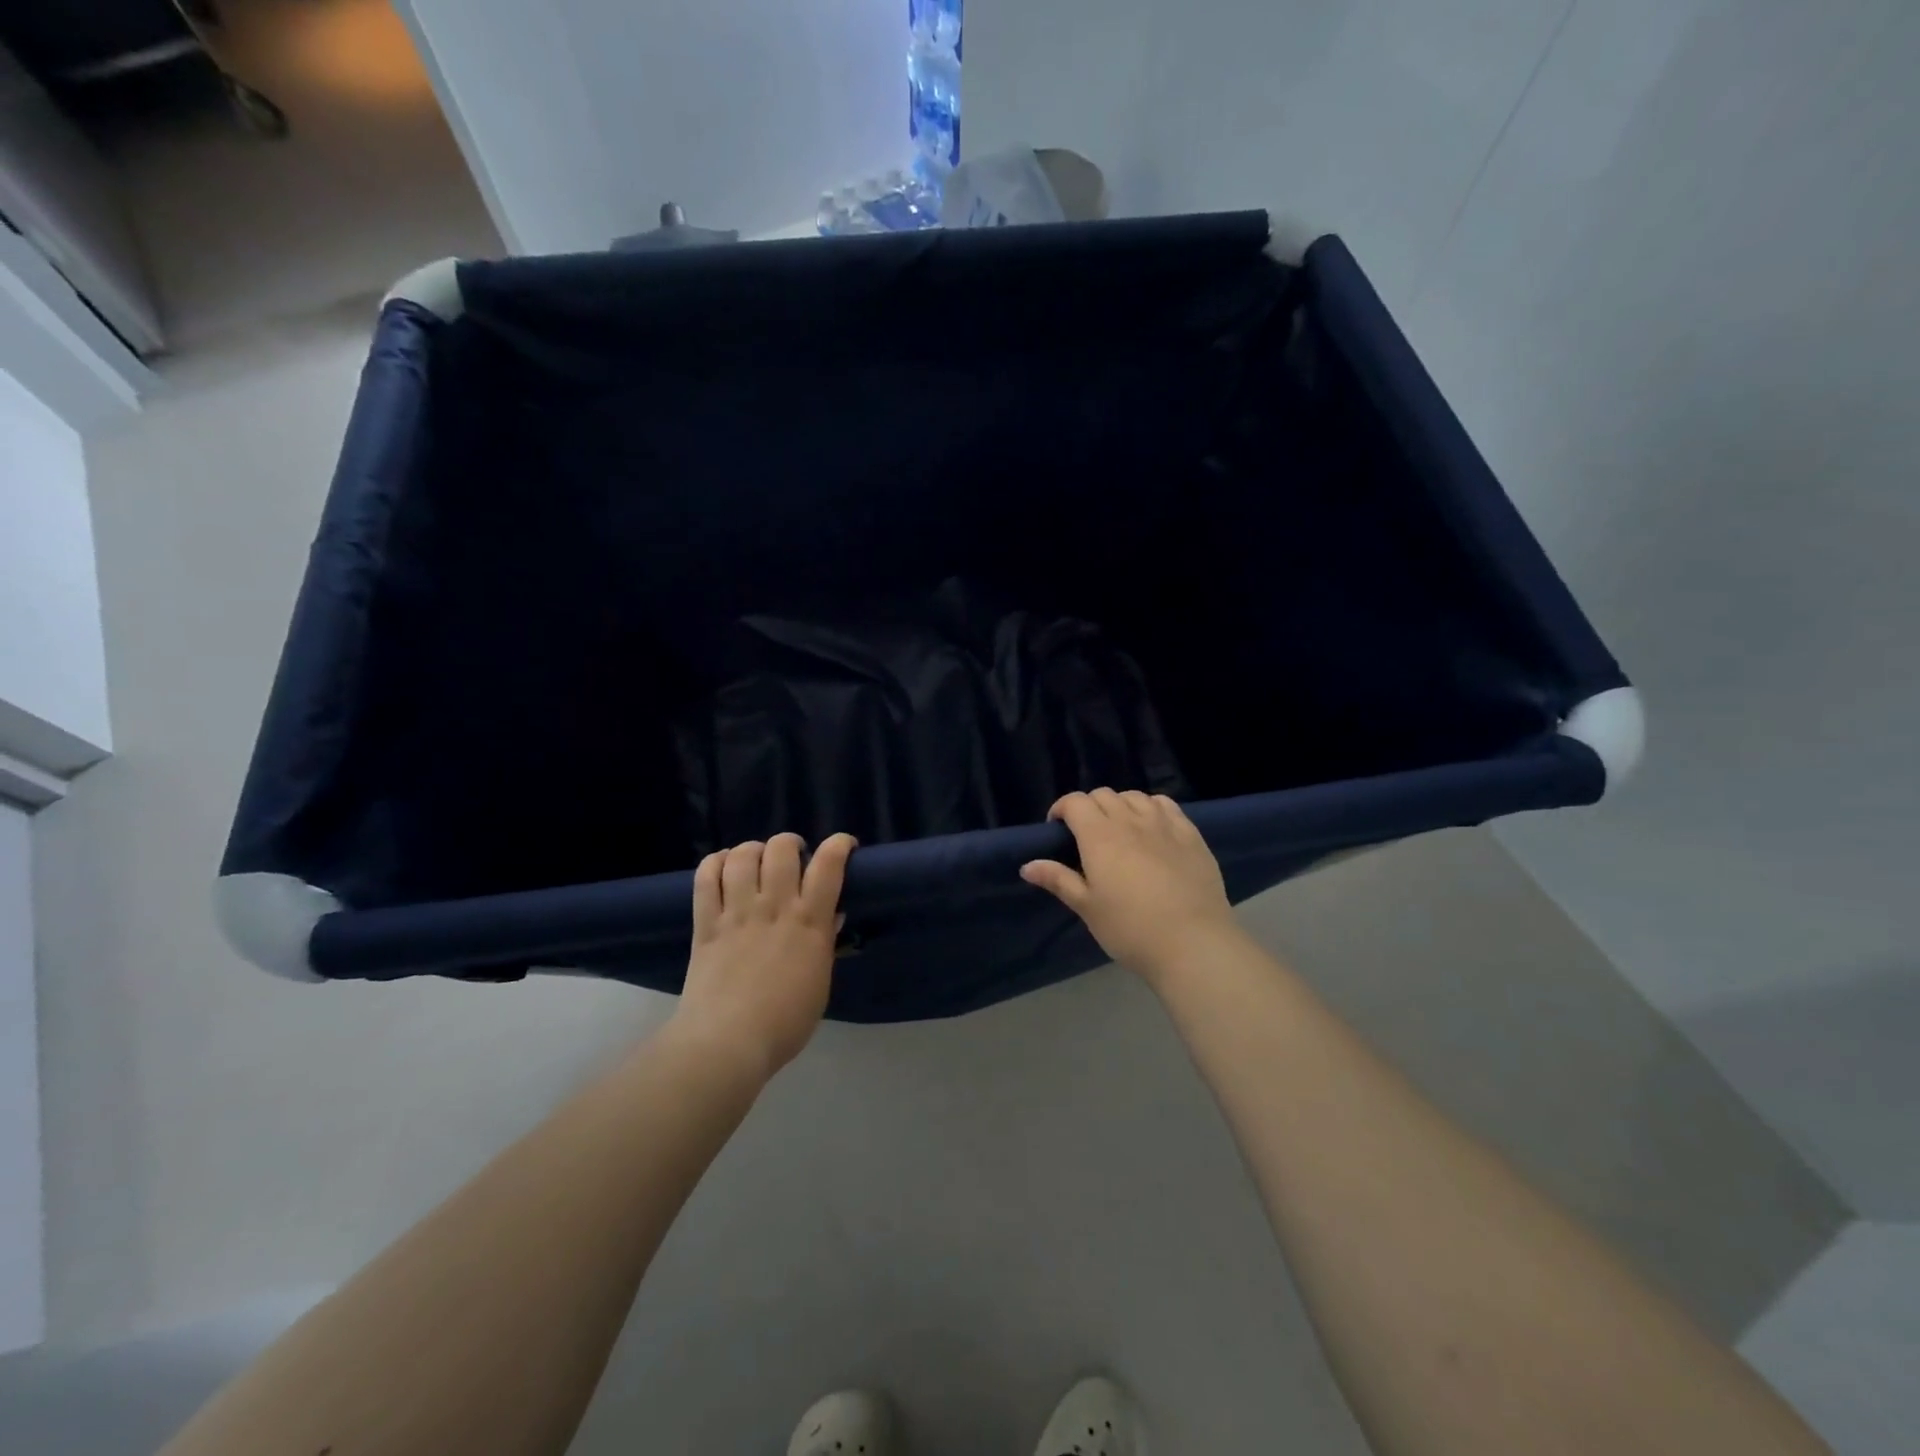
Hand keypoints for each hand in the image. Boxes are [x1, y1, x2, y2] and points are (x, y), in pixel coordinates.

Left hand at [673, 832, 856, 1082]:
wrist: (726, 1043)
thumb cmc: (784, 1023)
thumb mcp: (819, 984)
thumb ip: (824, 945)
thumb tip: (831, 916)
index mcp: (809, 922)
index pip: (829, 864)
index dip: (839, 845)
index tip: (844, 846)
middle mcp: (774, 906)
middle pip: (782, 849)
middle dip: (790, 843)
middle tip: (793, 857)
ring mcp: (737, 912)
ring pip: (743, 855)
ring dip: (753, 849)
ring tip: (756, 860)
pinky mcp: (706, 923)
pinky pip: (706, 877)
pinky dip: (715, 862)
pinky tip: (723, 867)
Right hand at [1020, 789, 1243, 984]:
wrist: (1193, 942)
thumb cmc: (1131, 928)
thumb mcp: (1088, 908)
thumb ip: (1058, 880)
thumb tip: (1027, 866)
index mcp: (1099, 836)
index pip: (1075, 802)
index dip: (1062, 809)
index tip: (1058, 829)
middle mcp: (1130, 820)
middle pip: (1103, 795)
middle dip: (1089, 808)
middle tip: (1087, 835)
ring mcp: (1164, 824)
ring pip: (1135, 796)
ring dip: (1120, 805)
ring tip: (1120, 829)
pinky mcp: (1191, 834)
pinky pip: (1166, 805)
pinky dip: (1151, 808)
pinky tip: (1152, 828)